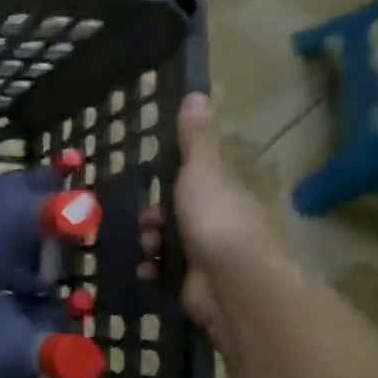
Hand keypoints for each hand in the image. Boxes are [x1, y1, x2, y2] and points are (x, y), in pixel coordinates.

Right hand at [137, 93, 278, 355]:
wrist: (231, 282)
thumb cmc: (216, 219)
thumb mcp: (201, 170)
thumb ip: (195, 138)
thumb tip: (198, 92)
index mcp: (225, 194)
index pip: (195, 182)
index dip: (170, 181)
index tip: (150, 182)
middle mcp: (220, 224)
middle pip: (175, 214)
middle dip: (153, 218)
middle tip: (146, 222)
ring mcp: (209, 256)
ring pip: (166, 243)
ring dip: (149, 244)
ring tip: (148, 249)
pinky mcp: (196, 285)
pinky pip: (165, 273)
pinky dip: (153, 270)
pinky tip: (149, 270)